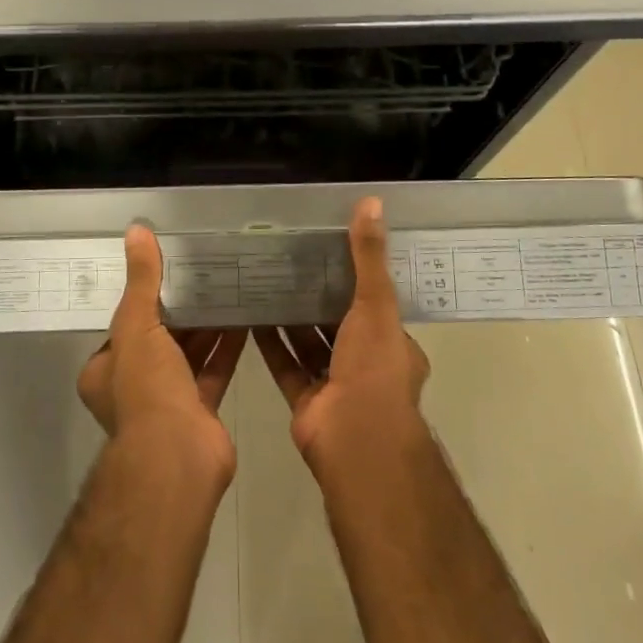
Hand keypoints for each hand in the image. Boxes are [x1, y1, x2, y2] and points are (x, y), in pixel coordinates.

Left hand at [78, 224, 245, 491]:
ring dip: (206, 326)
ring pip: (188, 354)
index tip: (167, 272)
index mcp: (106, 370)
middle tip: (204, 274)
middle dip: (181, 310)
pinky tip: (246, 319)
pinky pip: (214, 370)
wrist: (177, 458)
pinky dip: (227, 347)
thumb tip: (136, 231)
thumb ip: (142, 281)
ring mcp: (168, 401)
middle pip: (159, 339)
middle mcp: (133, 387)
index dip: (144, 299)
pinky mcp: (200, 411)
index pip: (124, 326)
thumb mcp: (137, 326)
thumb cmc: (146, 390)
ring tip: (228, 288)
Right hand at [256, 197, 430, 479]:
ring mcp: (335, 385)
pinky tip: (251, 316)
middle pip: (339, 324)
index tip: (331, 251)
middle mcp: (366, 365)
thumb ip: (369, 257)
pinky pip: (286, 366)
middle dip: (318, 297)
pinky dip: (271, 344)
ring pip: (310, 344)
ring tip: (266, 282)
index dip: (356, 279)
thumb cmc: (373, 368)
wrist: (355, 441)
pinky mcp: (307, 402)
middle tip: (290, 262)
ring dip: (292, 319)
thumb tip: (372, 202)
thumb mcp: (376, 304)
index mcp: (392, 345)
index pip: (375, 305)